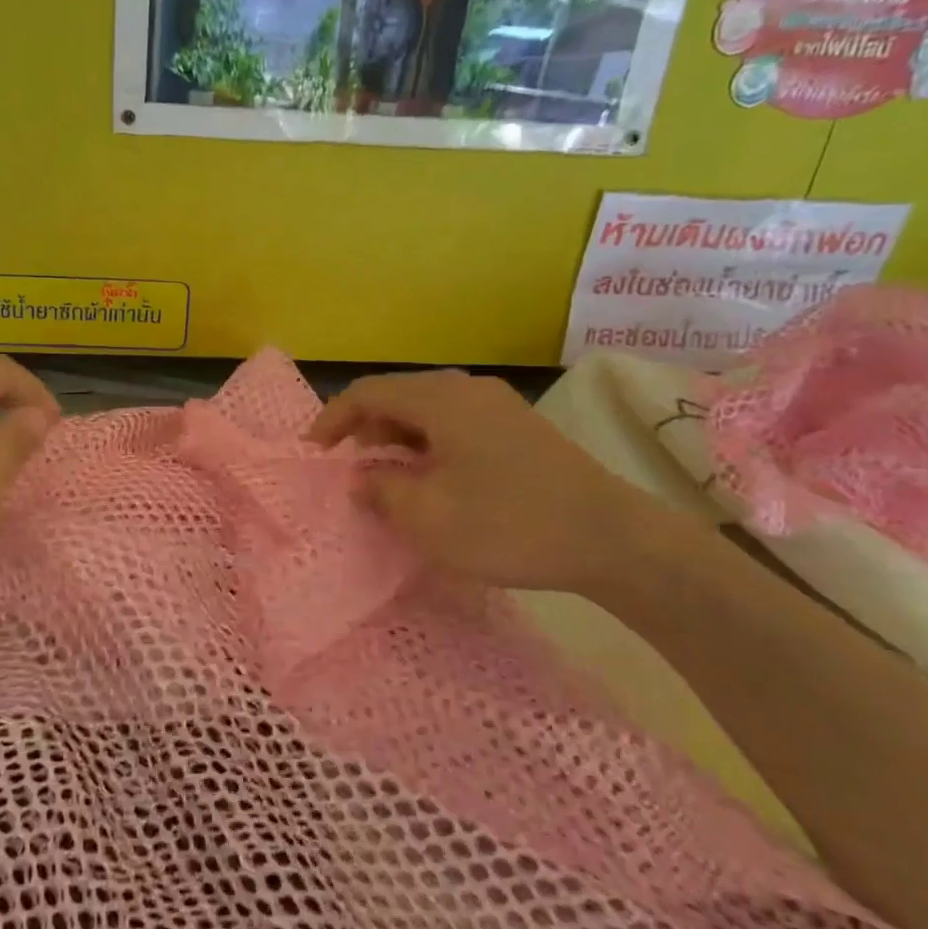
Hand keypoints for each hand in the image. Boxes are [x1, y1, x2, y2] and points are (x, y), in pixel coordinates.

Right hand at [309, 370, 671, 596]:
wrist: (612, 539)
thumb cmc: (508, 524)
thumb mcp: (428, 517)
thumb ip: (381, 491)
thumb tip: (361, 478)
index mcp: (441, 399)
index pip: (368, 392)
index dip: (333, 418)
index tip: (314, 452)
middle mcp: (467, 389)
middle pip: (398, 395)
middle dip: (365, 428)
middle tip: (350, 467)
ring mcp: (498, 406)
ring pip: (427, 410)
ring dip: (397, 438)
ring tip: (386, 477)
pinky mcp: (518, 428)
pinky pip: (455, 423)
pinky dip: (428, 444)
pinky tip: (432, 479)